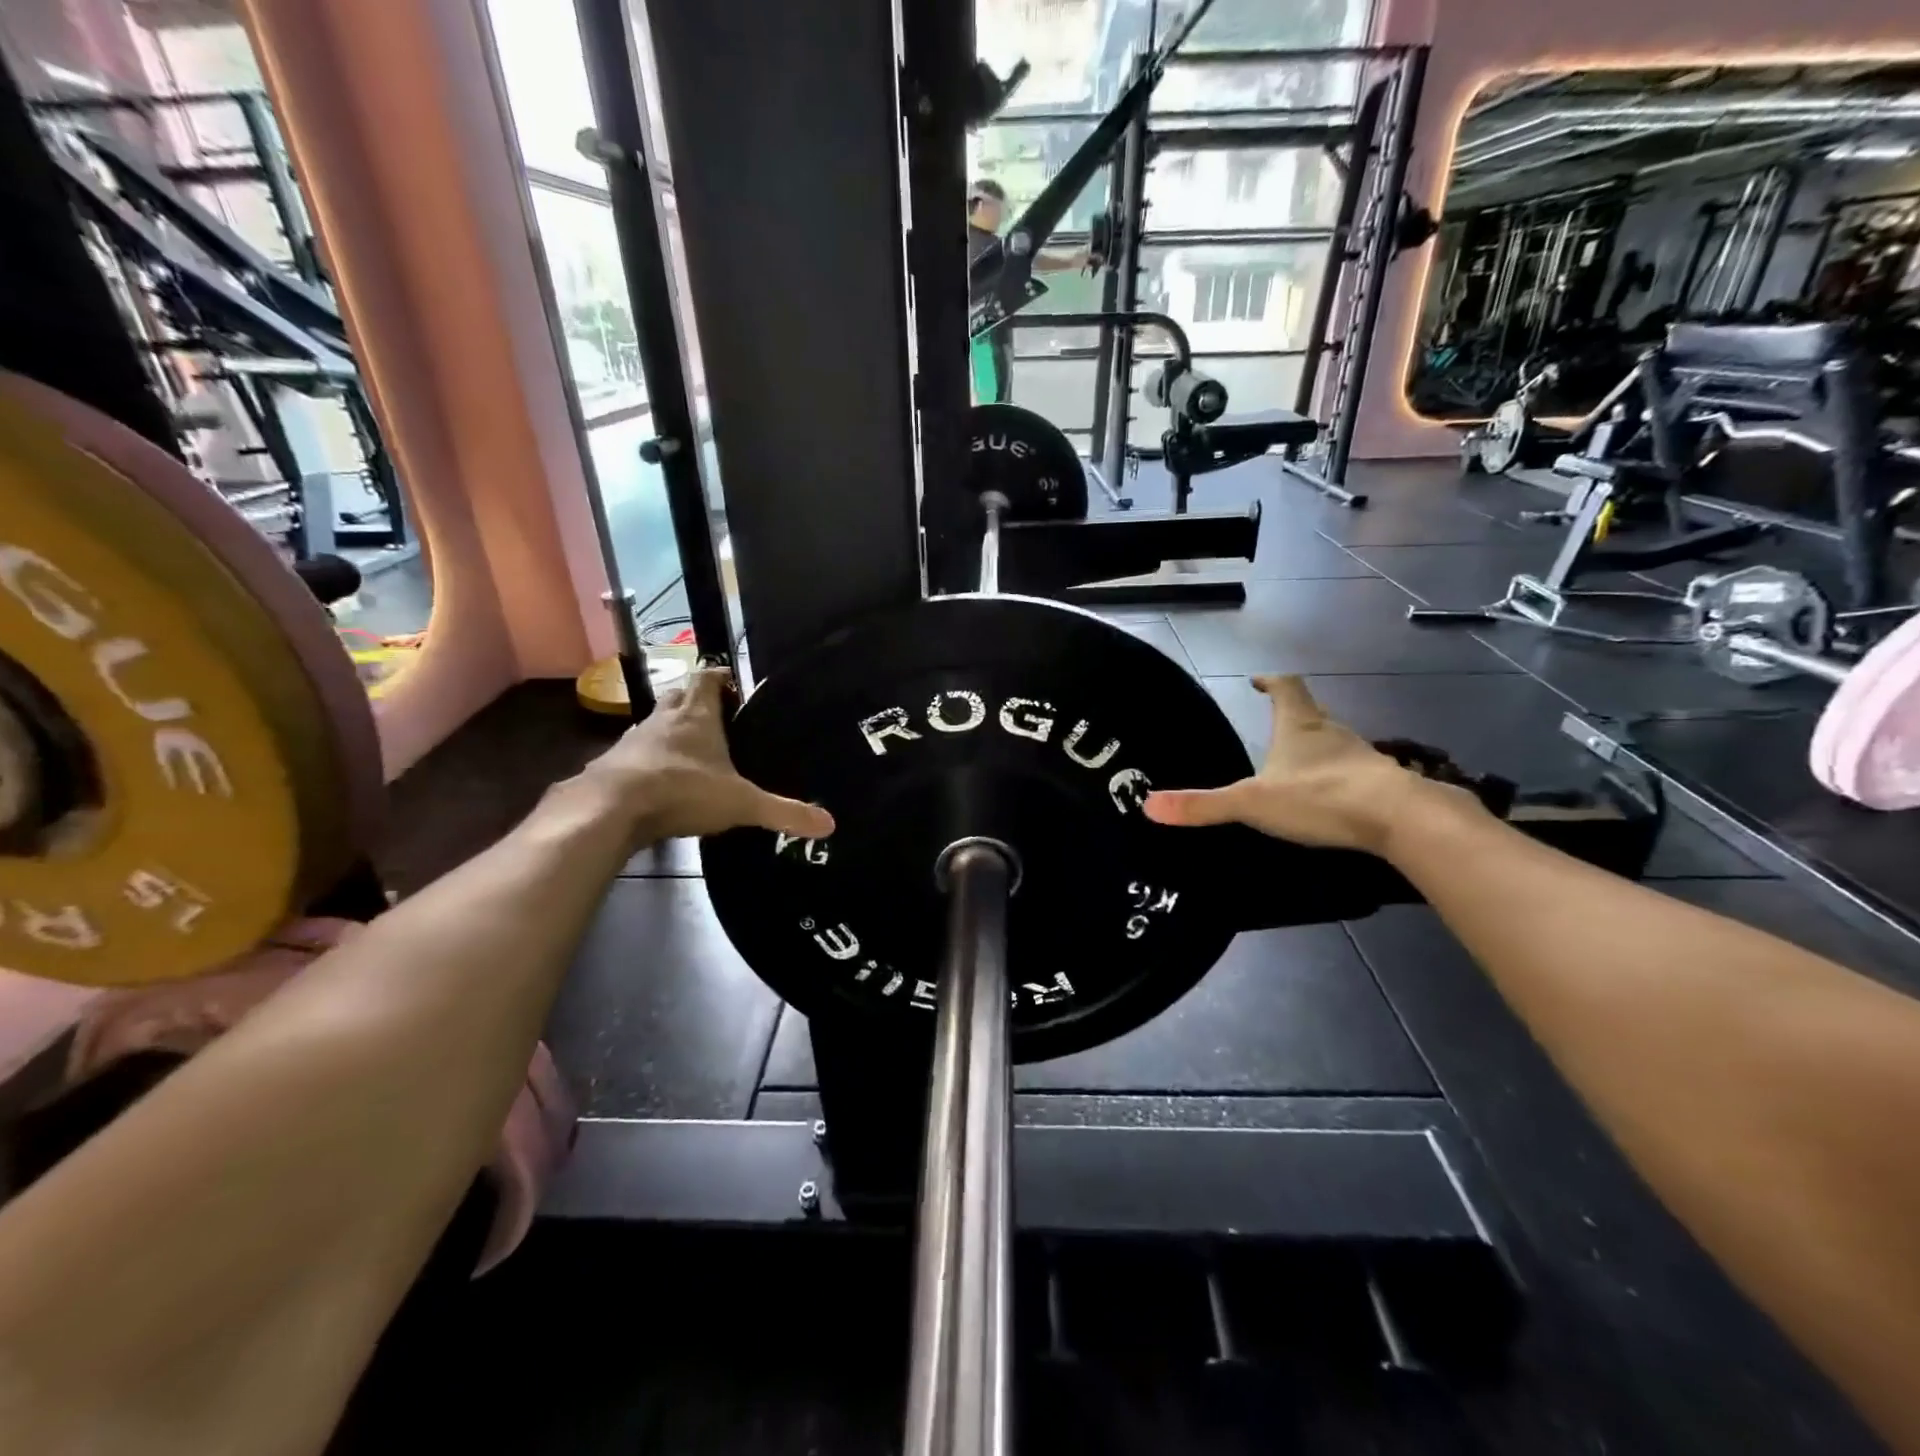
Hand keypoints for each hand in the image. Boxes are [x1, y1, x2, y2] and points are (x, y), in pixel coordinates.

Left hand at [580, 668, 834, 842]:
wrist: (610, 809)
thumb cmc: (682, 791)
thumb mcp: (741, 804)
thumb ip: (783, 812)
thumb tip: (830, 825)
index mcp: (697, 716)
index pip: (708, 678)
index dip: (720, 677)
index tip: (734, 685)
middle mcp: (663, 720)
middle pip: (679, 695)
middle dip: (695, 701)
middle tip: (716, 717)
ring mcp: (633, 741)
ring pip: (655, 724)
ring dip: (670, 730)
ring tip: (691, 751)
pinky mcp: (612, 765)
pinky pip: (635, 755)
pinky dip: (649, 761)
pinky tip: (659, 782)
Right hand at [1143, 675, 1464, 853]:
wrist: (1400, 819)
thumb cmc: (1320, 796)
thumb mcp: (1252, 802)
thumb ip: (1202, 805)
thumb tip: (1148, 805)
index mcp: (1300, 726)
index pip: (1287, 688)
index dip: (1272, 682)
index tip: (1259, 681)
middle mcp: (1333, 733)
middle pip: (1312, 714)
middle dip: (1293, 718)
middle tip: (1273, 728)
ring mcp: (1362, 758)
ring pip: (1335, 744)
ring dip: (1316, 749)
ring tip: (1296, 766)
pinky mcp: (1383, 785)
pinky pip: (1354, 773)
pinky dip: (1338, 779)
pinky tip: (1329, 799)